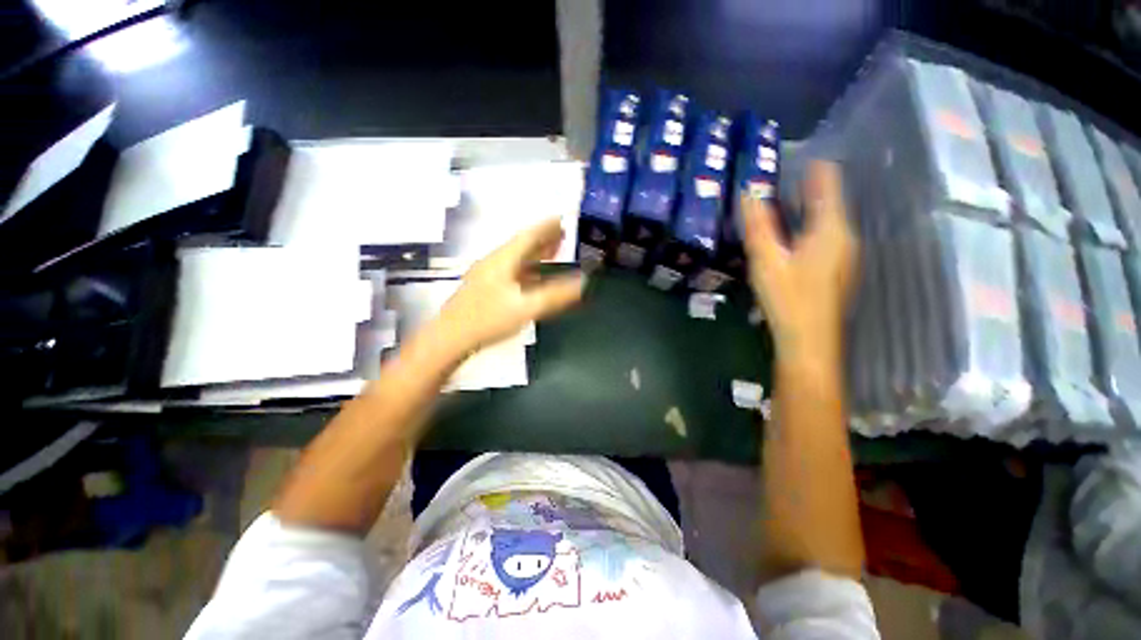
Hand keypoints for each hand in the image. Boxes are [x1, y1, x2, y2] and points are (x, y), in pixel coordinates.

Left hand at [432, 218, 584, 356]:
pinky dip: (528, 268)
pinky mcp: (486, 288)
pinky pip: (513, 271)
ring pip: (517, 258)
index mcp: (502, 260)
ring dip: (536, 252)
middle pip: (522, 245)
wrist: (450, 338)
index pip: (528, 236)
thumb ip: (555, 295)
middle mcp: (495, 262)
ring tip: (555, 249)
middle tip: (564, 232)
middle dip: (544, 238)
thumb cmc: (488, 320)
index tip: (563, 217)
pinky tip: (535, 274)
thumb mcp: (526, 308)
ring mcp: (489, 275)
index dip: (546, 226)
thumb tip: (583, 282)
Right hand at [742, 161, 856, 362]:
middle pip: (829, 202)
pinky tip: (792, 235)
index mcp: (831, 229)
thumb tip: (748, 192)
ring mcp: (843, 255)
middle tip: (782, 177)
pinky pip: (824, 237)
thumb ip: (758, 225)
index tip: (797, 155)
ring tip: (785, 200)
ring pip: (827, 221)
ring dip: (808, 208)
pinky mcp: (835, 270)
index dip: (815, 168)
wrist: (808, 340)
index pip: (828, 185)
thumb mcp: (766, 259)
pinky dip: (809, 227)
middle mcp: (844, 237)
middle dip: (809, 187)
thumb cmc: (788, 298)